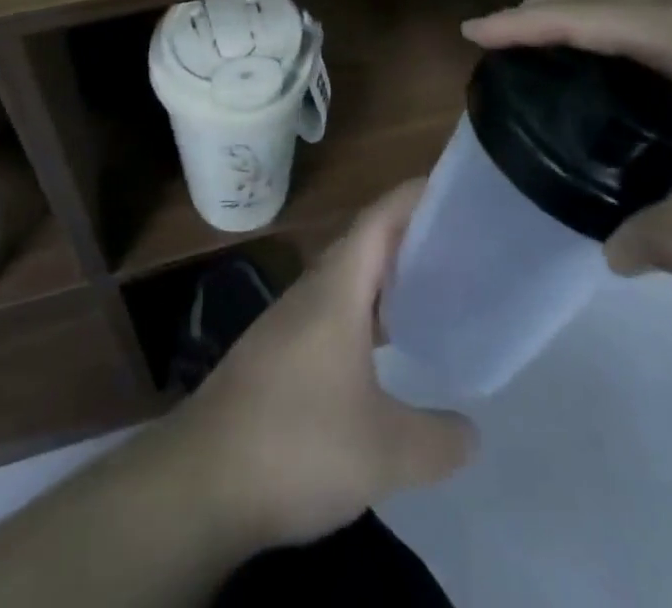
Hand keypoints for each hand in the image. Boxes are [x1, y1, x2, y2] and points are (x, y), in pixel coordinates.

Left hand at [169, 183, 477, 546]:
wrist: (200, 482)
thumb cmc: (297, 444)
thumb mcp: (384, 452)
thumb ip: (437, 440)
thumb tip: (472, 433)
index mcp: (336, 289)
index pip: (378, 220)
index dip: (412, 197)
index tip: (449, 188)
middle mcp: (310, 293)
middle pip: (362, 245)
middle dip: (405, 238)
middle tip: (455, 246)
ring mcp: (286, 323)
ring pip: (343, 282)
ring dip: (382, 279)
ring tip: (428, 292)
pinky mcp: (274, 355)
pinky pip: (329, 314)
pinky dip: (362, 315)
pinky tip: (380, 352)